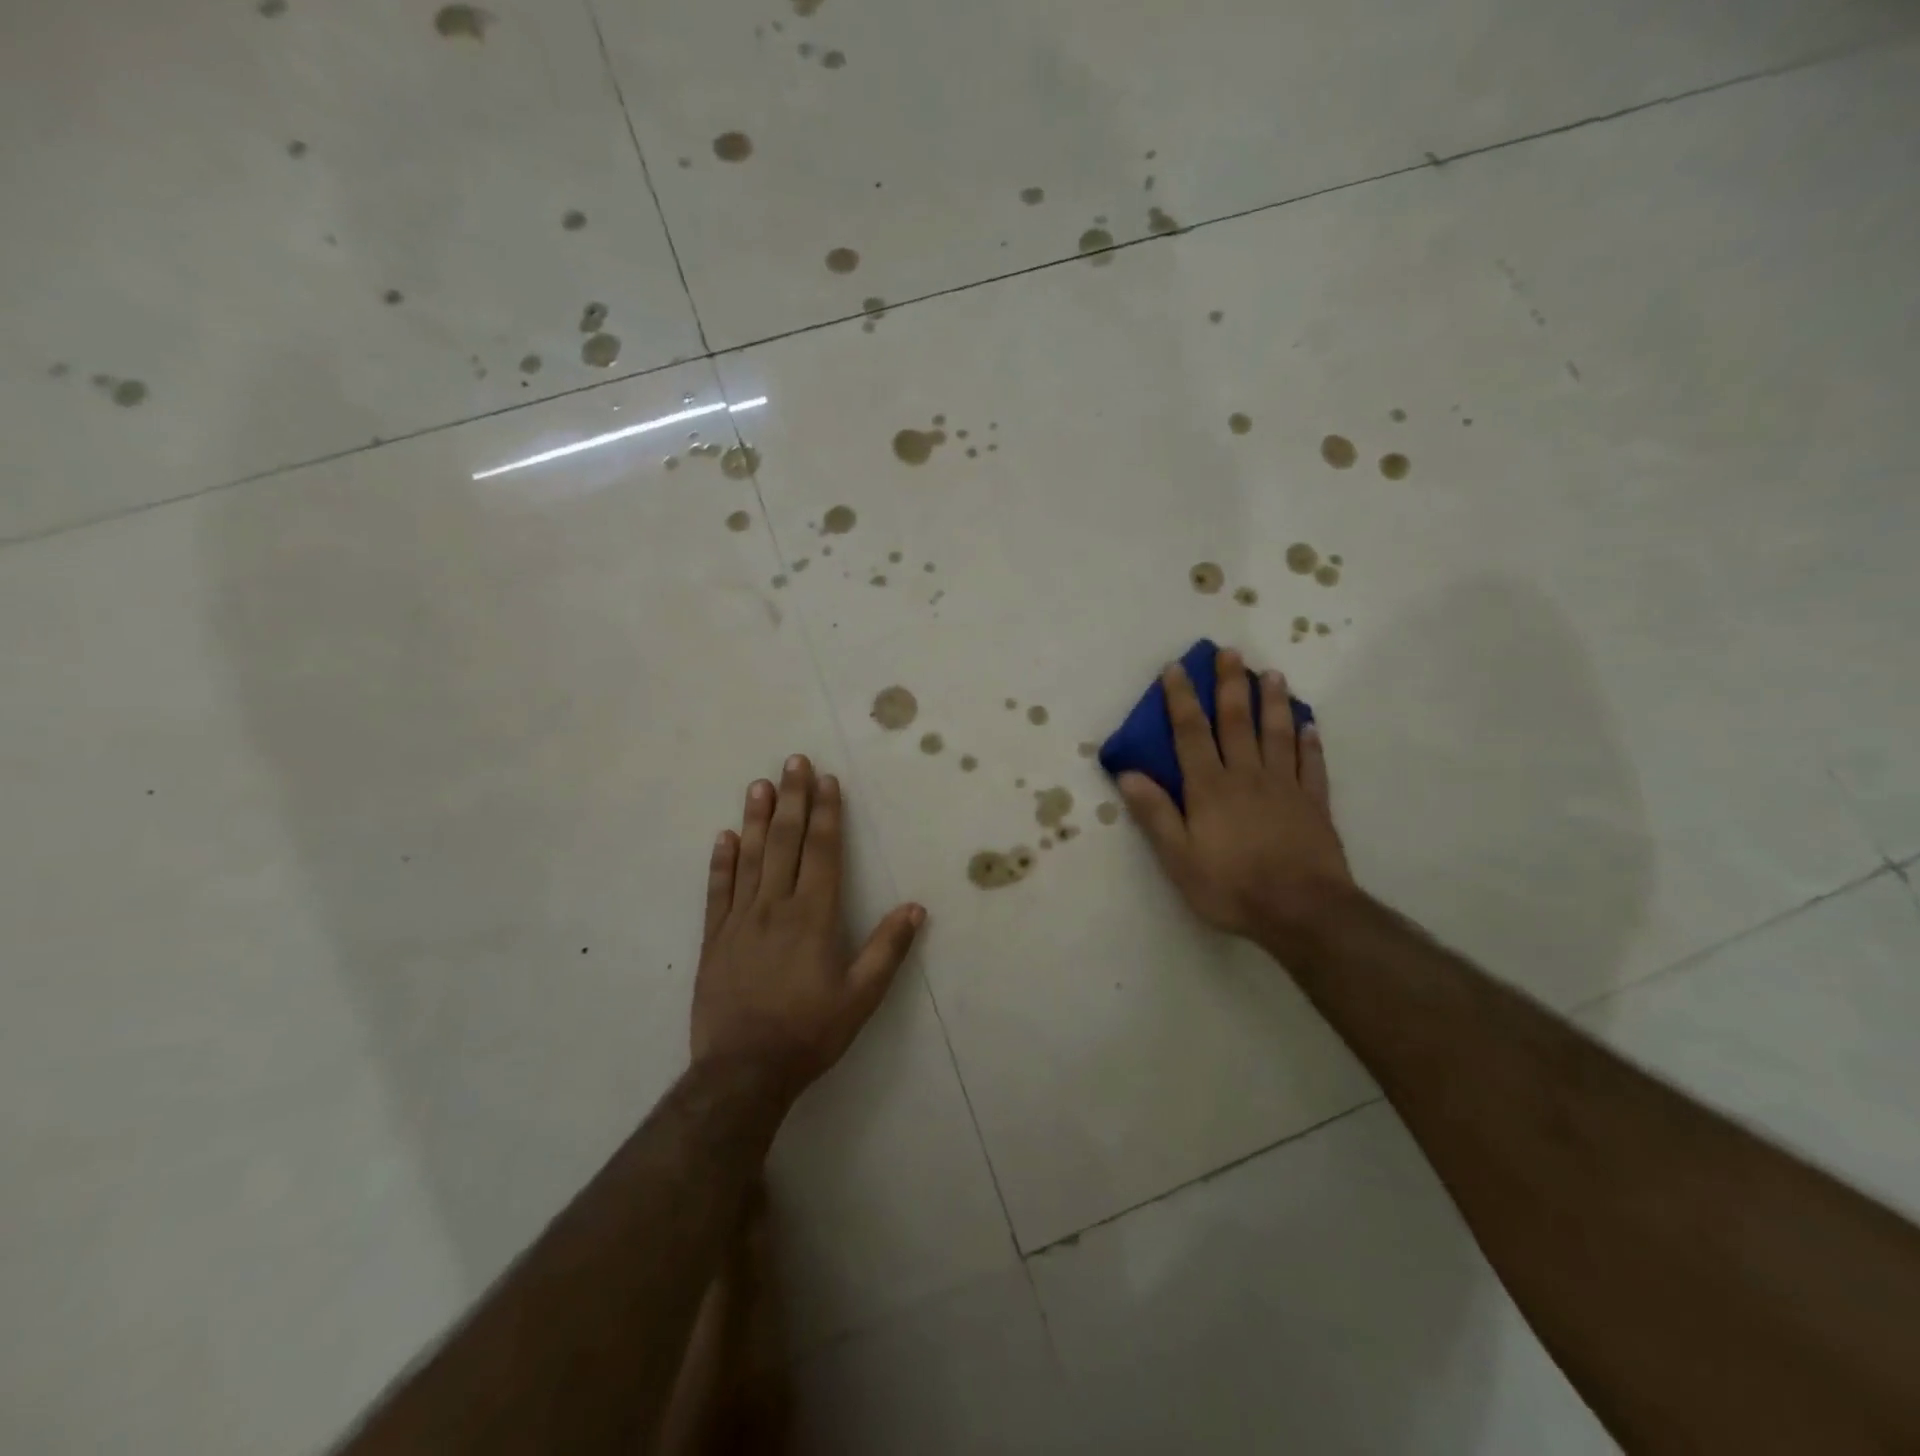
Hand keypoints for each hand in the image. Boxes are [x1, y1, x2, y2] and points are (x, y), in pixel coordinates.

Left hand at [692, 755, 925, 1101]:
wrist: (742, 1072)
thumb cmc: (809, 1033)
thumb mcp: (861, 997)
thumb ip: (888, 950)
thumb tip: (915, 907)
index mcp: (813, 916)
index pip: (823, 852)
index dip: (826, 813)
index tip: (825, 780)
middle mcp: (775, 907)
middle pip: (785, 842)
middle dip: (793, 800)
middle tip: (793, 762)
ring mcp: (740, 920)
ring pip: (749, 858)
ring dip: (756, 819)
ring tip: (760, 784)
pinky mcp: (714, 939)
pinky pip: (718, 891)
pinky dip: (721, 861)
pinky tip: (724, 837)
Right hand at [1118, 649, 1353, 948]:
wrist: (1301, 910)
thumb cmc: (1230, 886)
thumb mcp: (1178, 857)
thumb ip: (1155, 813)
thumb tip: (1128, 773)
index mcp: (1210, 787)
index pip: (1190, 733)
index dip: (1181, 699)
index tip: (1175, 668)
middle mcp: (1246, 776)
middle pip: (1236, 722)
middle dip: (1230, 685)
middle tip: (1229, 652)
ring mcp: (1284, 787)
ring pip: (1277, 734)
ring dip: (1272, 702)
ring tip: (1272, 673)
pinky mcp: (1314, 804)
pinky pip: (1312, 765)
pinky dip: (1310, 742)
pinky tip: (1310, 725)